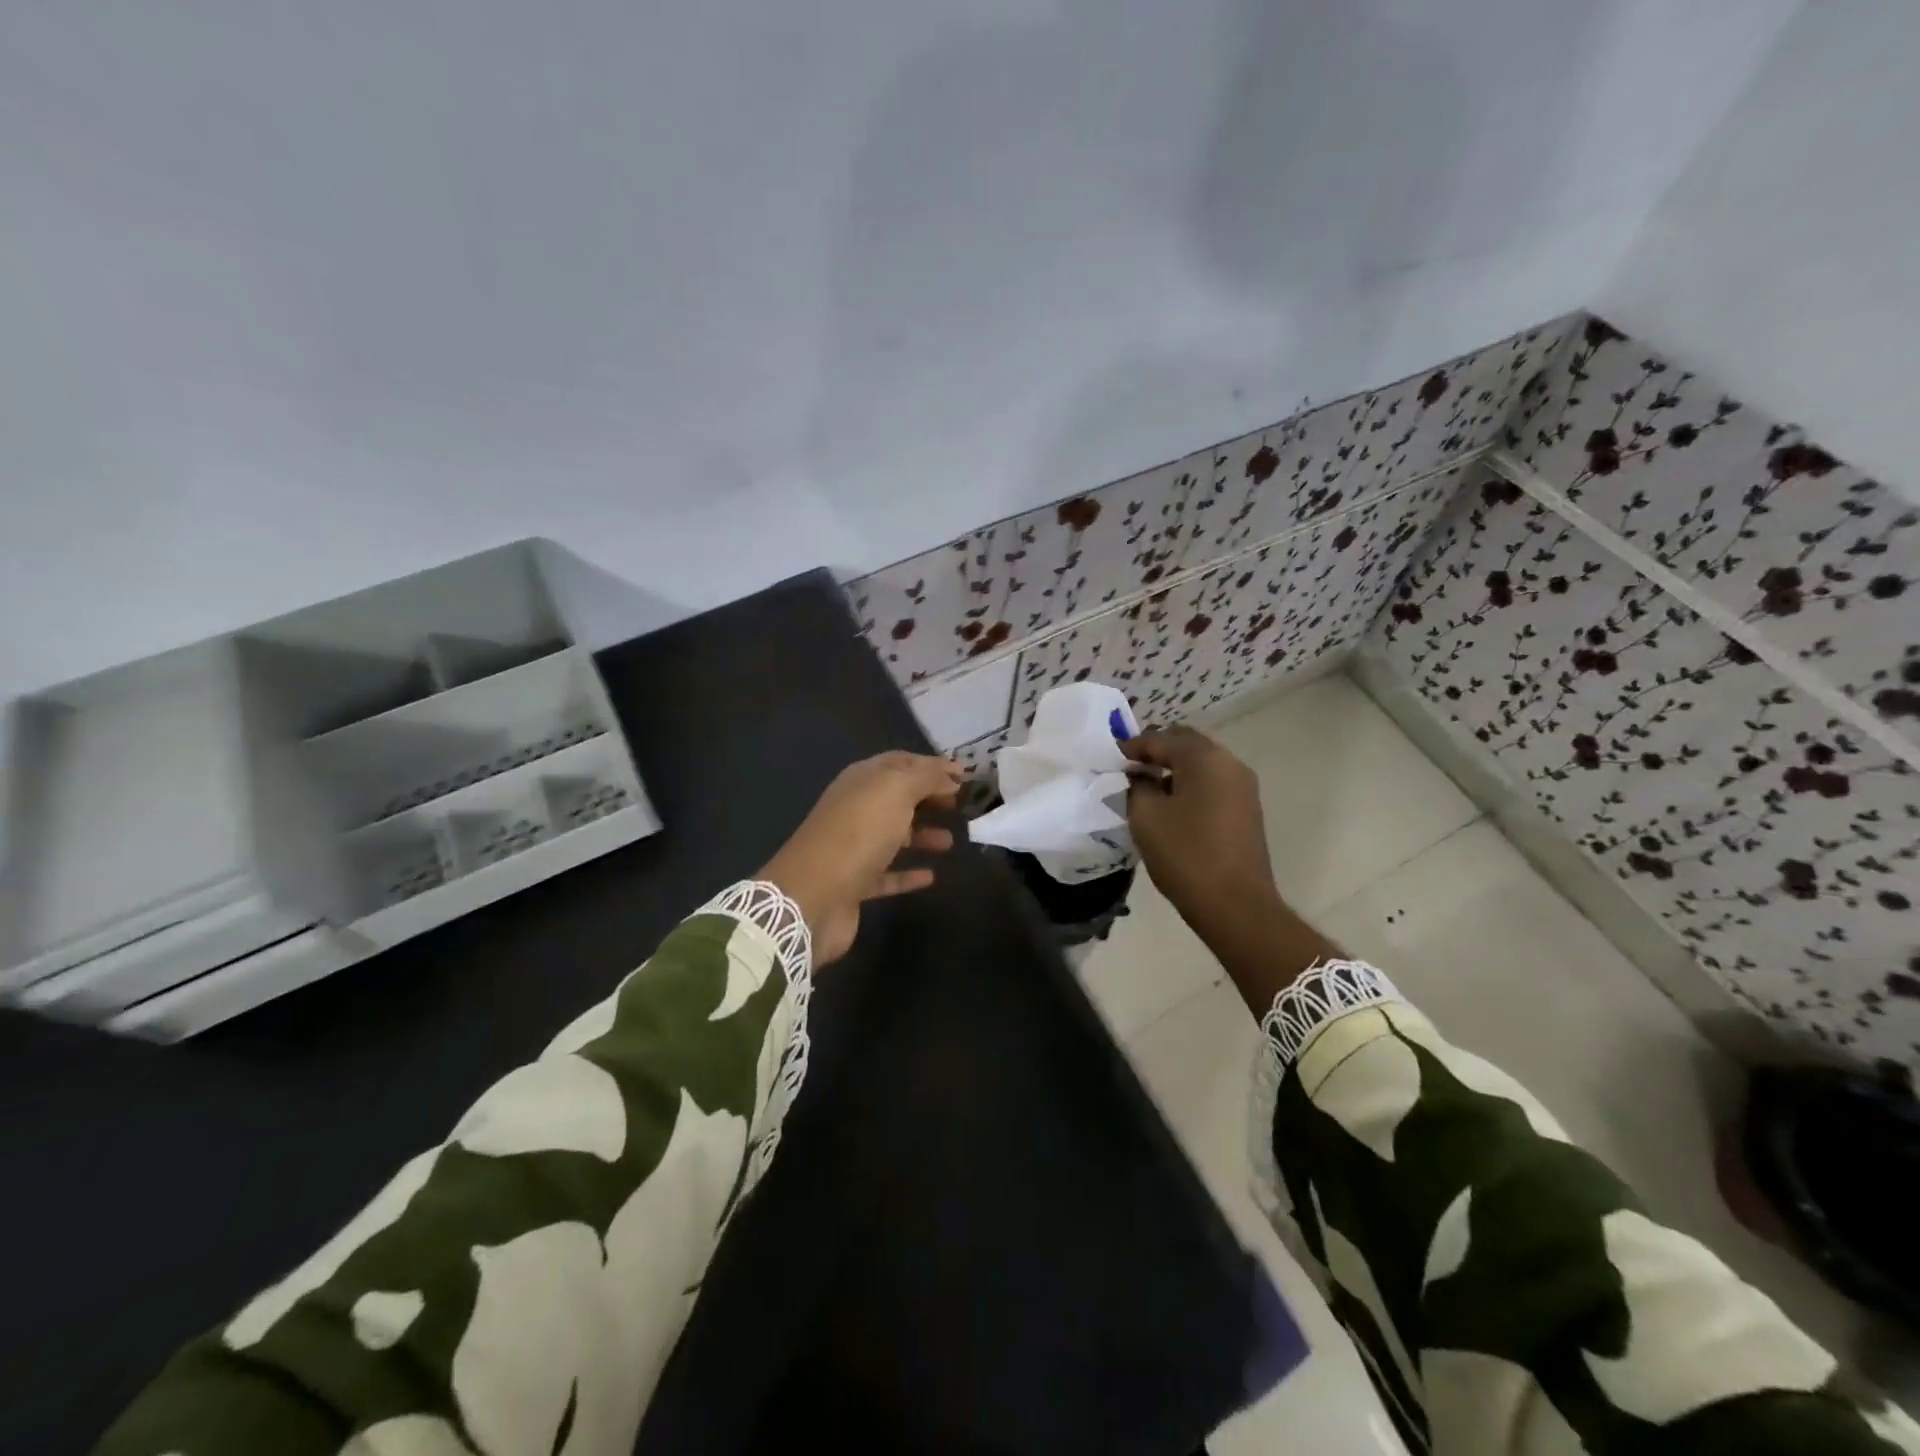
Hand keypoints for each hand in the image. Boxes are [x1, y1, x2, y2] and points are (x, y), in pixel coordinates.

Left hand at [760, 751, 961, 964]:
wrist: (814, 895)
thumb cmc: (859, 832)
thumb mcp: (896, 791)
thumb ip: (925, 777)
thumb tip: (949, 773)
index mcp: (861, 780)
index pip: (900, 762)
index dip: (932, 765)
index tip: (964, 775)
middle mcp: (855, 809)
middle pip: (897, 798)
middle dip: (929, 798)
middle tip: (961, 805)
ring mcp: (853, 848)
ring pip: (894, 835)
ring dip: (922, 835)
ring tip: (951, 841)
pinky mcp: (855, 884)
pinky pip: (888, 874)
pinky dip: (909, 873)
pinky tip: (931, 876)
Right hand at [1120, 726, 1279, 938]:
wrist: (1235, 905)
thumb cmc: (1186, 854)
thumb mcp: (1146, 816)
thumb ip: (1137, 786)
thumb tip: (1139, 776)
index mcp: (1205, 758)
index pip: (1161, 739)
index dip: (1132, 747)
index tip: (1110, 760)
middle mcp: (1230, 763)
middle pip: (1186, 744)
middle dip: (1156, 751)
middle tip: (1129, 769)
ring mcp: (1243, 787)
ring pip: (1202, 764)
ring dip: (1174, 769)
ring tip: (1147, 788)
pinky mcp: (1246, 810)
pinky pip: (1212, 783)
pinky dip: (1190, 785)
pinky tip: (1170, 806)